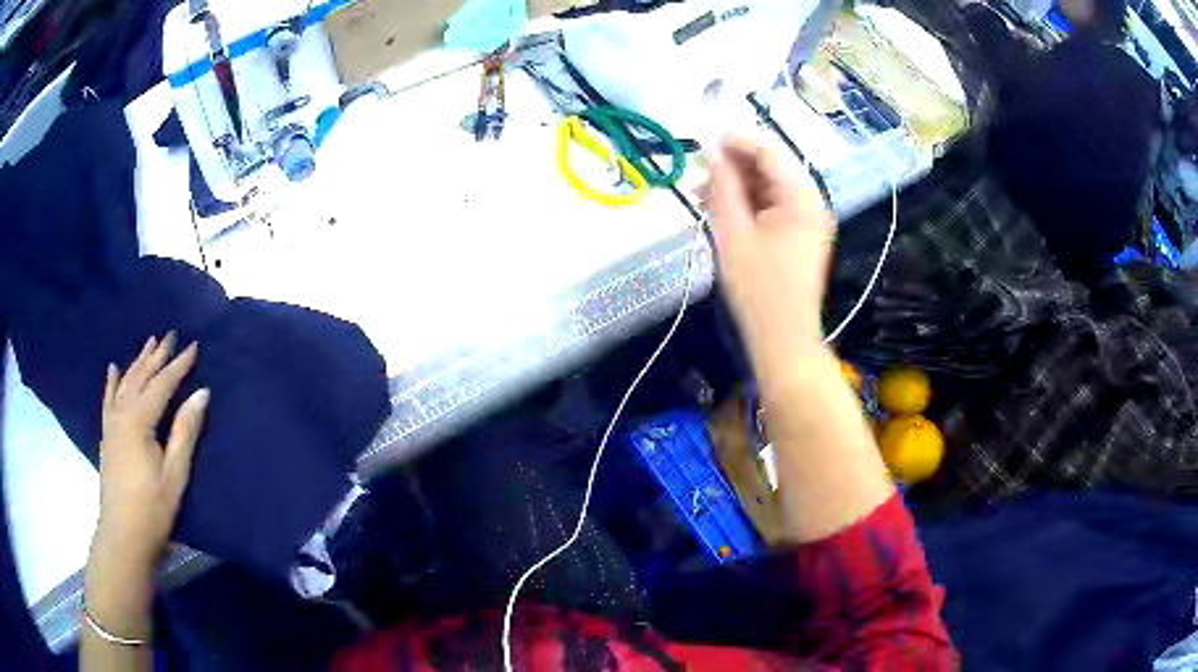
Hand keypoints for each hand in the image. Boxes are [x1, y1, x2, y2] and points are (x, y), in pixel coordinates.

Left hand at [92, 333, 207, 570]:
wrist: (122, 536)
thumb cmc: (152, 509)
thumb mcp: (175, 474)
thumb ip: (185, 431)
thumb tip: (202, 393)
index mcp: (139, 421)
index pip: (162, 384)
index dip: (178, 365)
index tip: (193, 346)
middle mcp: (122, 414)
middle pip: (141, 377)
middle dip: (157, 356)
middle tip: (170, 334)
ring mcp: (111, 424)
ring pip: (125, 383)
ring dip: (138, 363)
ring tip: (149, 344)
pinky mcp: (107, 436)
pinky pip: (108, 400)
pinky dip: (112, 382)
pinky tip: (112, 369)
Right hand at [707, 136, 834, 363]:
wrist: (782, 340)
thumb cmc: (757, 289)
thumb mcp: (733, 233)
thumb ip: (722, 186)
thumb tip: (710, 149)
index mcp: (802, 199)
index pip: (769, 153)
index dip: (736, 142)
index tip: (702, 141)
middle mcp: (810, 204)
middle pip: (769, 170)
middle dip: (733, 167)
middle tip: (696, 173)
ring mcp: (806, 222)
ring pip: (767, 190)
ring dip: (735, 187)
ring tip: (699, 195)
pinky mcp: (798, 238)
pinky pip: (770, 210)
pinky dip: (745, 207)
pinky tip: (718, 211)